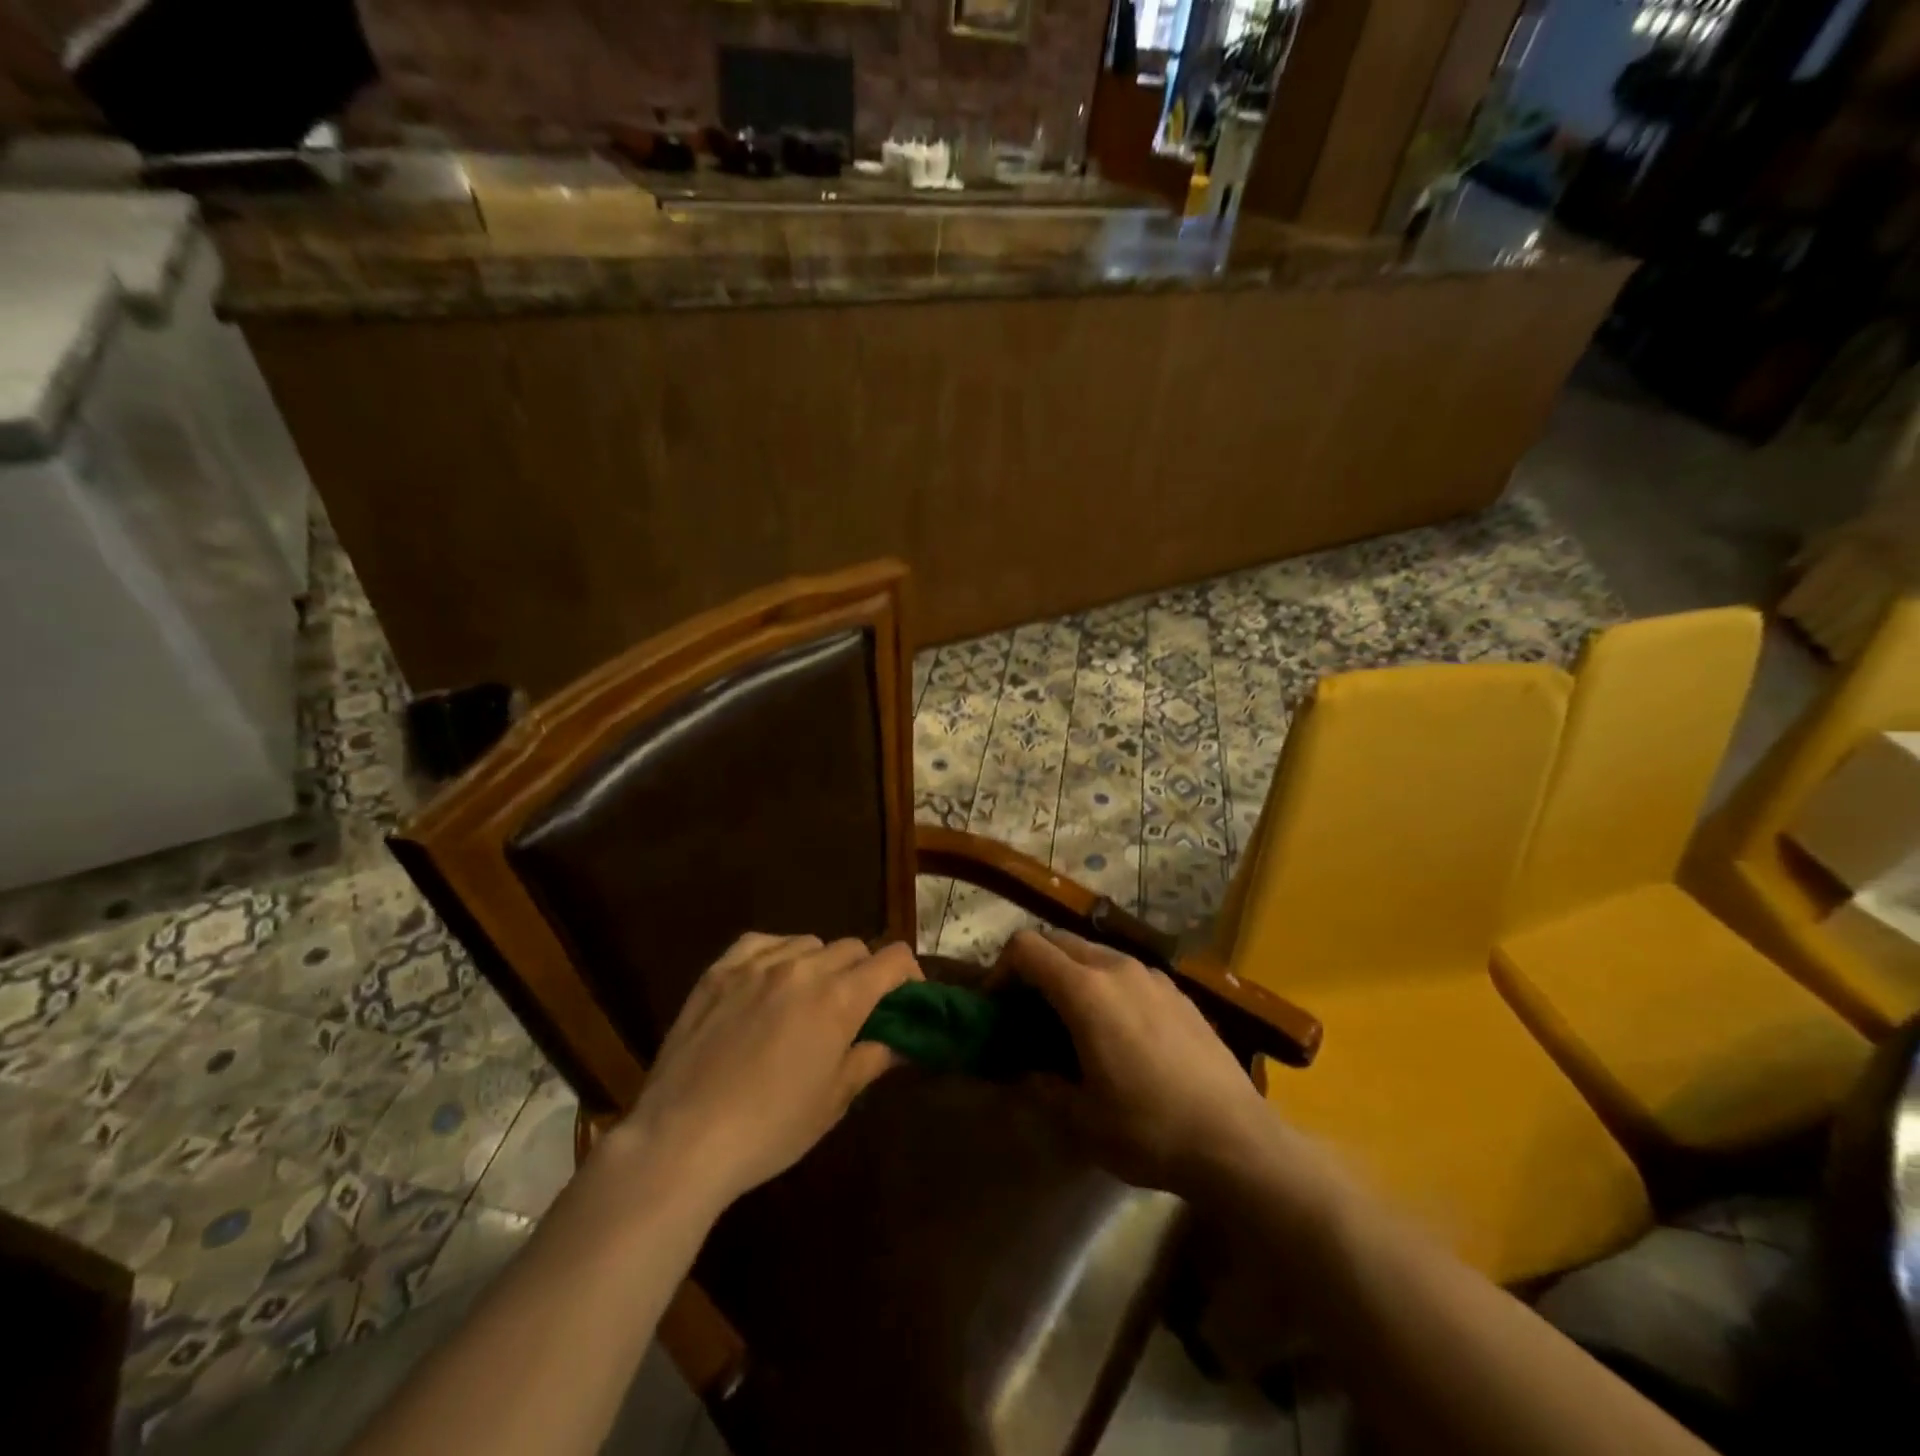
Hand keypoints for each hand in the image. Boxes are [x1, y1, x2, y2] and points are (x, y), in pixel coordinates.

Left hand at [607, 934, 919, 1209]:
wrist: (681, 1140)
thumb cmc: (769, 1129)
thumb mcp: (833, 1101)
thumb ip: (871, 1059)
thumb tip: (898, 1042)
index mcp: (839, 998)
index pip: (892, 959)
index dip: (908, 974)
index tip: (906, 999)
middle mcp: (803, 968)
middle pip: (852, 947)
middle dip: (864, 972)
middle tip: (855, 1010)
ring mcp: (757, 964)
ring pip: (809, 942)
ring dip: (821, 963)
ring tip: (808, 998)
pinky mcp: (719, 970)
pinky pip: (762, 942)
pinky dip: (777, 953)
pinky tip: (770, 980)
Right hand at [999, 929, 1274, 1196]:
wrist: (1237, 1140)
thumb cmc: (1149, 1129)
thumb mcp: (1081, 1120)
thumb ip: (1041, 1086)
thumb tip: (1026, 1072)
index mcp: (1086, 990)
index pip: (1027, 947)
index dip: (1001, 969)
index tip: (997, 1005)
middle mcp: (1117, 968)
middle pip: (1058, 941)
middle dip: (1034, 967)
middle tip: (1027, 1012)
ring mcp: (1153, 976)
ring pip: (1095, 952)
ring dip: (1071, 973)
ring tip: (1072, 1021)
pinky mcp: (1178, 992)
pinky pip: (1127, 971)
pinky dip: (1106, 984)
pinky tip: (1119, 1031)